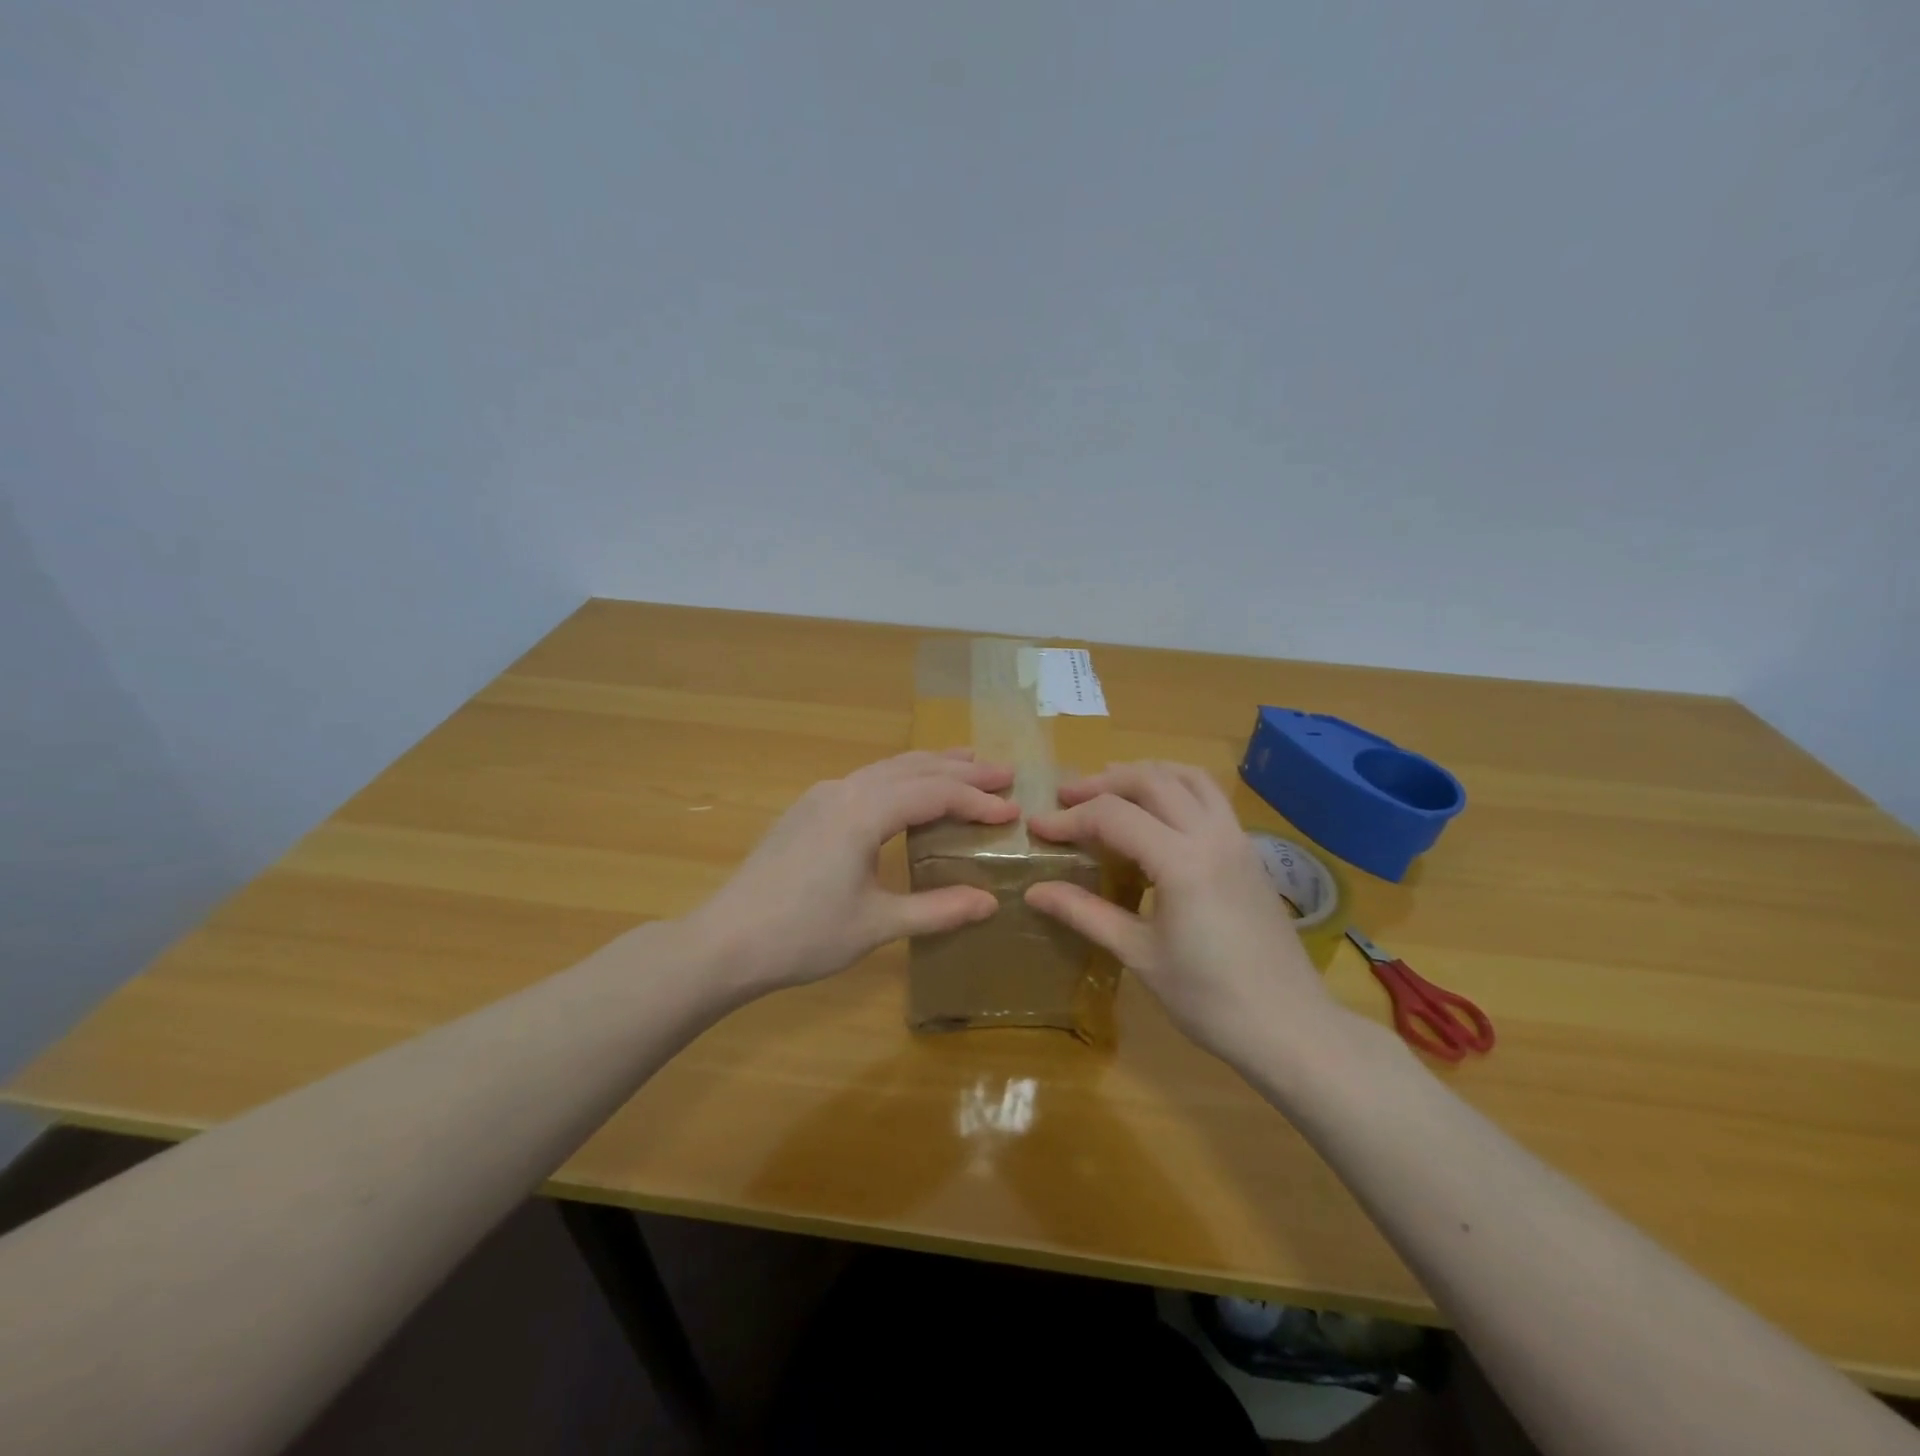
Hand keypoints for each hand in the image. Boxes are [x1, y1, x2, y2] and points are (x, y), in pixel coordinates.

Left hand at [687, 750, 1019, 995]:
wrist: (725, 941)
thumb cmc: (803, 935)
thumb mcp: (877, 925)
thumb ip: (937, 910)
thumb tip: (991, 902)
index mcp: (863, 813)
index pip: (933, 794)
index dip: (976, 801)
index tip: (1012, 812)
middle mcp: (844, 791)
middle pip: (912, 768)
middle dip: (960, 770)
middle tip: (1003, 773)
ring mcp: (821, 797)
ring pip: (886, 768)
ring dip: (929, 767)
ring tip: (967, 765)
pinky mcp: (806, 810)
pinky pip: (865, 780)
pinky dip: (899, 778)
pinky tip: (908, 791)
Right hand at [1024, 761, 1344, 1070]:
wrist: (1290, 1027)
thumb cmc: (1209, 999)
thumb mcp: (1139, 955)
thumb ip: (1085, 913)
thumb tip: (1034, 891)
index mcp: (1182, 862)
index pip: (1114, 816)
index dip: (1070, 818)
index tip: (1038, 828)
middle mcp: (1212, 835)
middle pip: (1151, 780)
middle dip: (1102, 783)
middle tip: (1066, 798)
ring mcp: (1237, 839)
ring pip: (1188, 778)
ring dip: (1144, 774)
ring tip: (1110, 790)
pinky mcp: (1250, 852)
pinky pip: (1210, 797)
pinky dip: (1175, 787)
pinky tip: (1156, 815)